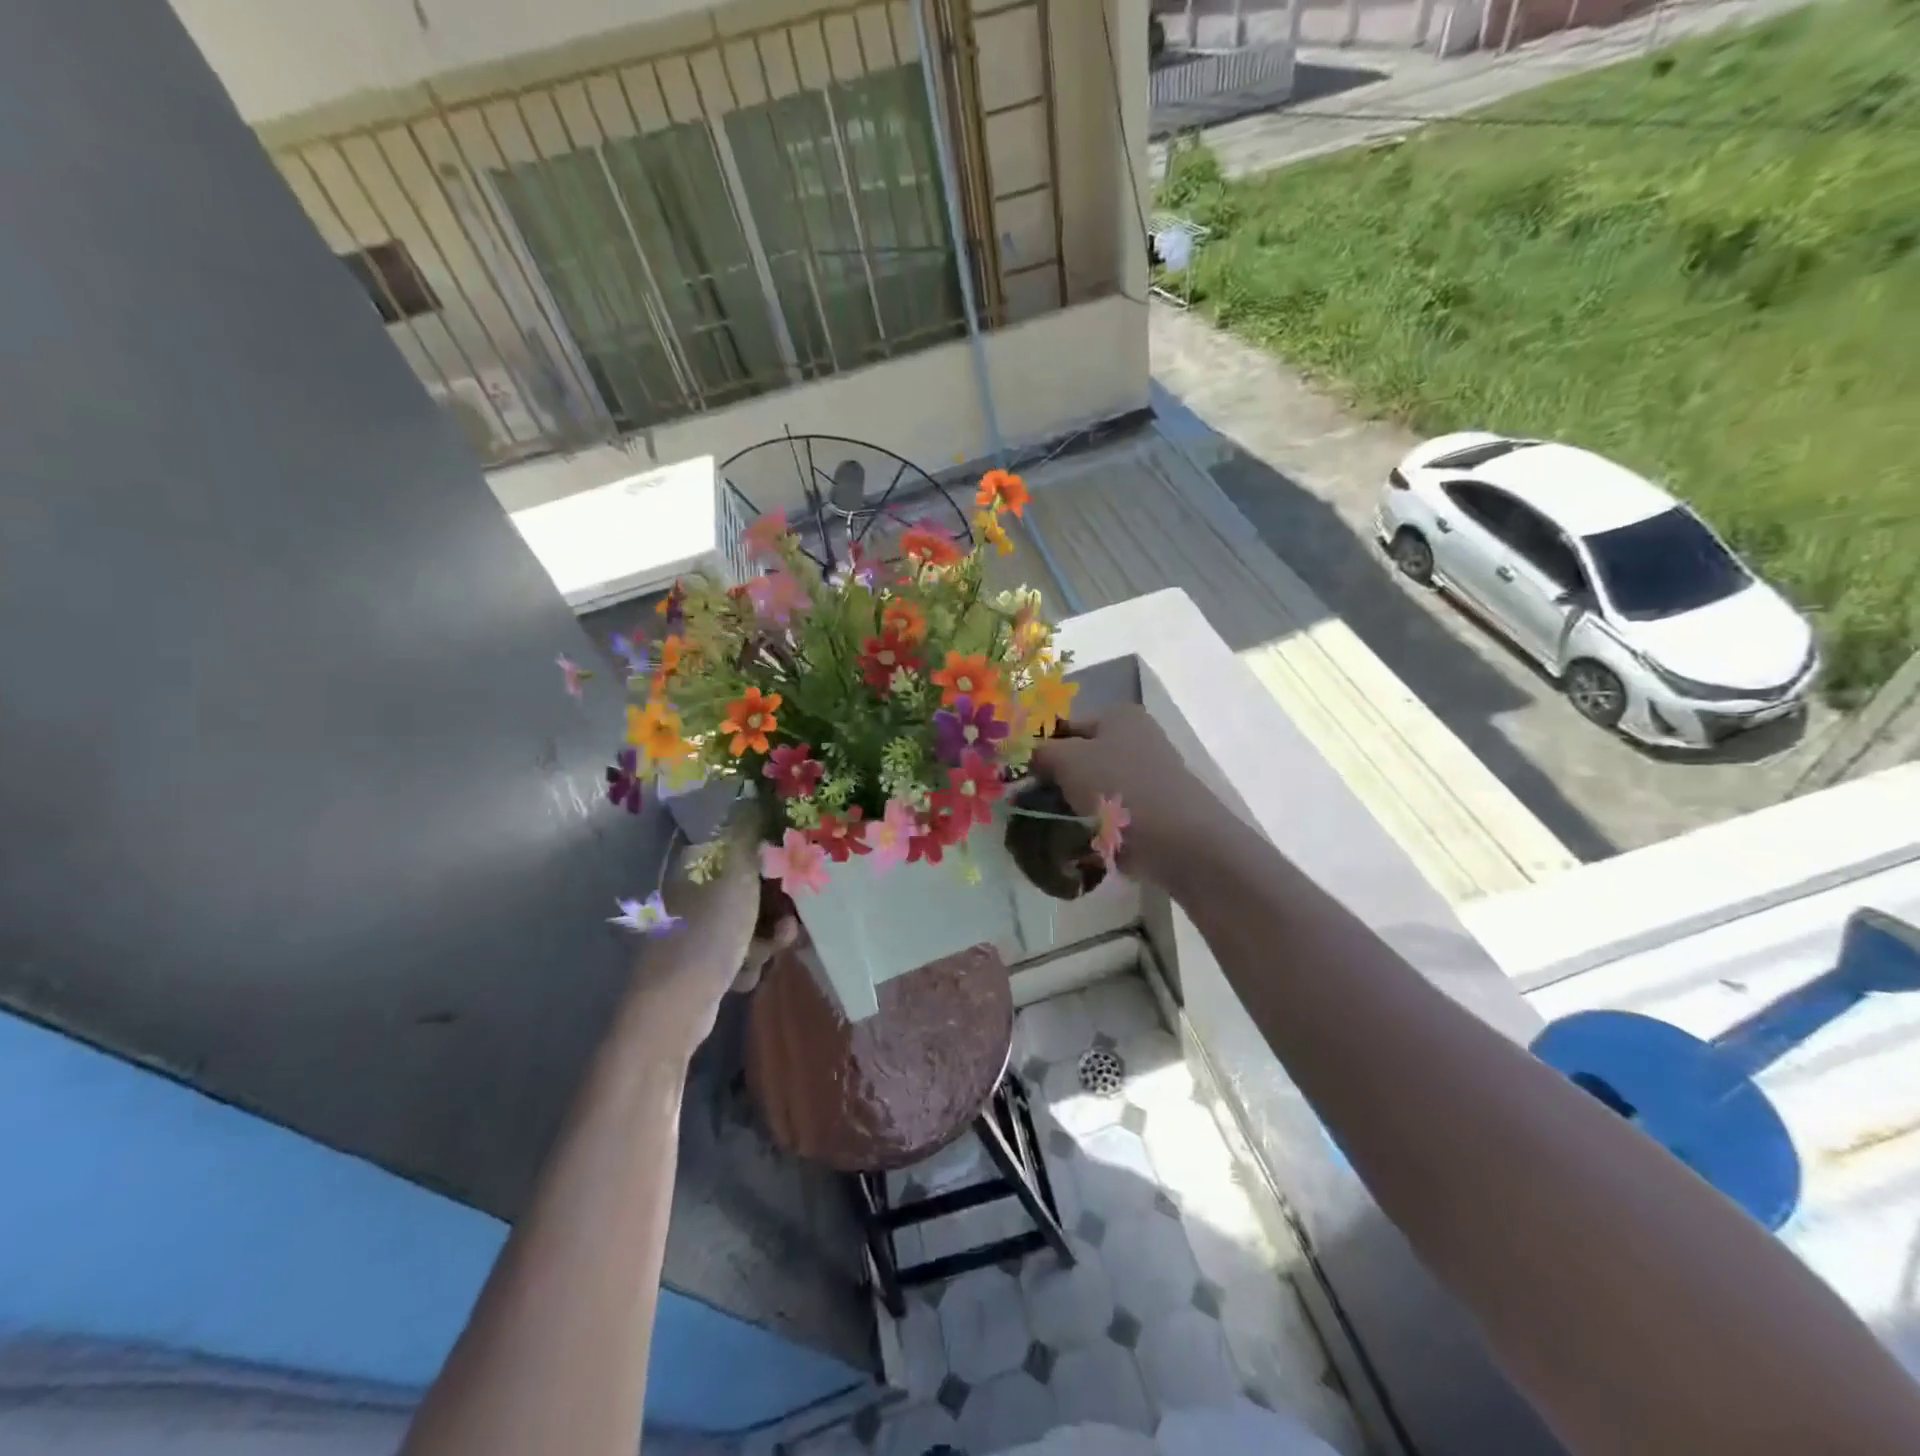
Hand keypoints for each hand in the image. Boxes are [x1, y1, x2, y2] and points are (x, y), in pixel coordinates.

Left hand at [621, 815, 797, 1060]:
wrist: (675, 1008)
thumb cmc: (708, 934)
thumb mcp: (735, 876)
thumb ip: (749, 835)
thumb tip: (755, 793)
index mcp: (697, 867)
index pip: (744, 850)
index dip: (774, 861)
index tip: (795, 875)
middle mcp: (695, 894)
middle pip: (753, 890)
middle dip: (775, 910)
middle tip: (787, 925)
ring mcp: (697, 931)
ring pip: (751, 925)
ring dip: (765, 941)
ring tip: (763, 954)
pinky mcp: (702, 964)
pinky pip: (741, 954)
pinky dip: (747, 964)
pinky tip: (741, 976)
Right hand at [1030, 706, 1217, 880]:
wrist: (1180, 842)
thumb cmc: (1120, 788)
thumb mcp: (1068, 761)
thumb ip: (1040, 753)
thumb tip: (1026, 756)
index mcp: (1119, 716)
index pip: (1065, 726)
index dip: (1039, 749)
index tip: (1018, 777)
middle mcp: (1137, 738)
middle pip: (1081, 758)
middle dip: (1056, 781)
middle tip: (1030, 804)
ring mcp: (1148, 775)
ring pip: (1094, 788)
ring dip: (1073, 806)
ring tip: (1052, 827)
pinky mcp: (1154, 810)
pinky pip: (1112, 813)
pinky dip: (1096, 825)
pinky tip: (1080, 840)